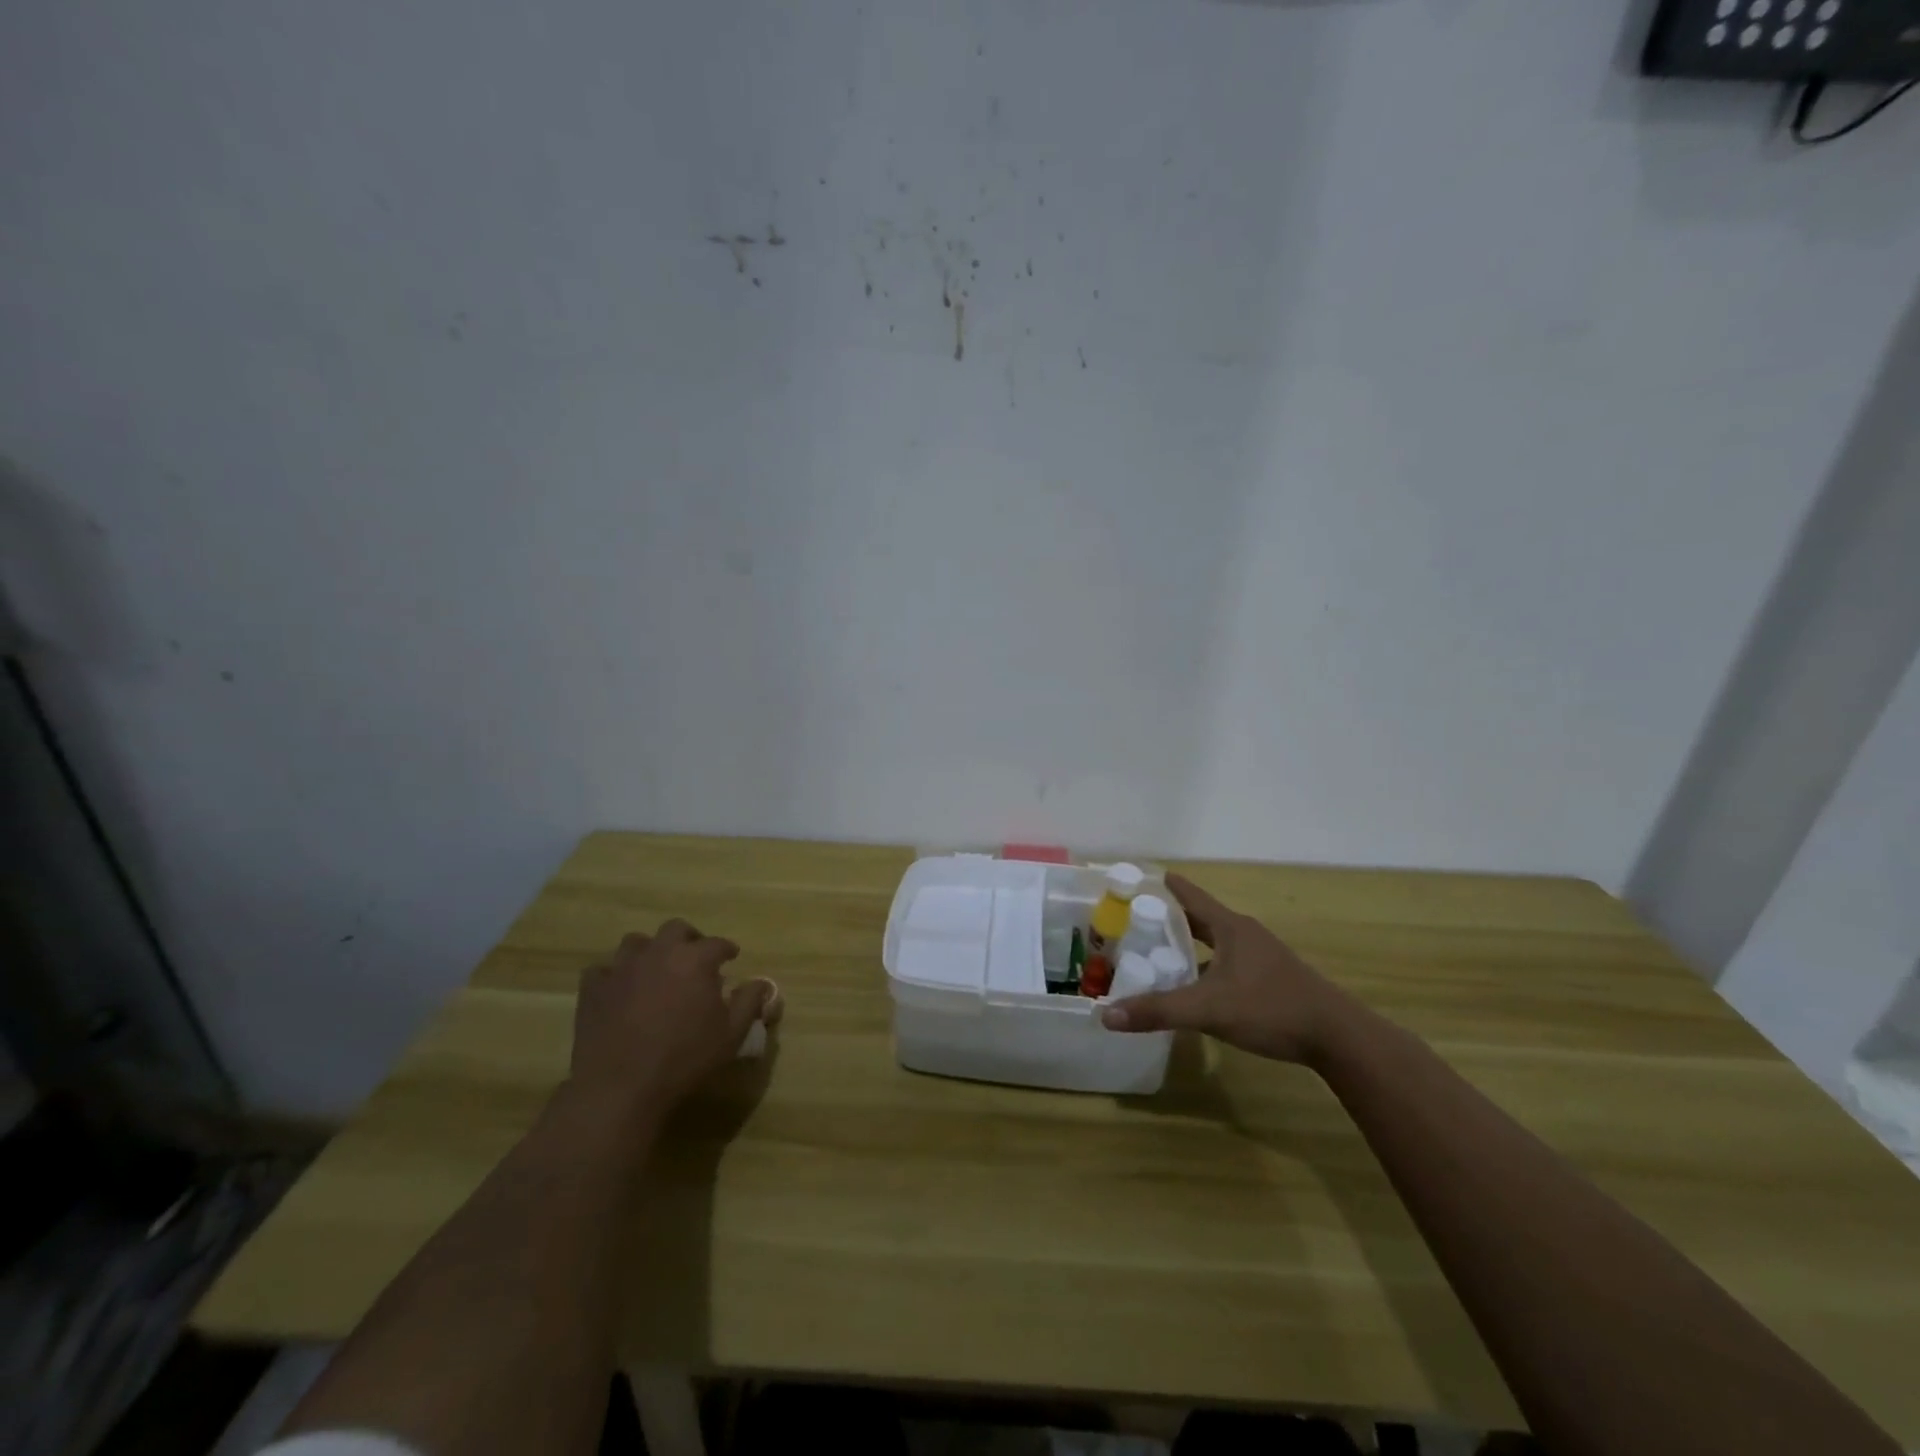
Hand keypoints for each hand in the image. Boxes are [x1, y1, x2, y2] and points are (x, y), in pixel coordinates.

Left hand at [569, 919, 775, 1113]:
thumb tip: (761, 983)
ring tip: (655, 970)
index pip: (717, 943)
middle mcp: (659, 953)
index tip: (731, 957)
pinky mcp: (593, 989)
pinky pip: (602, 970)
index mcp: (695, 960)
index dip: (726, 949)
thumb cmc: (684, 1059)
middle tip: (694, 958)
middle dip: (688, 939)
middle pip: (675, 929)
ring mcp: (622, 968)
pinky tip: (619, 990)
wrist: (621, 1087)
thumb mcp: (731, 1035)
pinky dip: (613, 975)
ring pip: (636, 942)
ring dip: (649, 951)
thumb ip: (749, 1002)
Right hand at [1100, 874, 1354, 1066]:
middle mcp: (1245, 934)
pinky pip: (1227, 963)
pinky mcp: (1270, 979)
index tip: (1138, 878)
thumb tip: (1106, 1015)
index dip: (1163, 885)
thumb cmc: (1270, 1008)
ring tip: (1157, 954)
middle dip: (1169, 918)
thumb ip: (1158, 1011)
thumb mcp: (1208, 1009)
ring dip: (1188, 945)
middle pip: (1199, 918)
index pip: (1189, 896)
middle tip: (1134, 920)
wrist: (1337, 1036)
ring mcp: (1261, 956)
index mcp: (1230, 927)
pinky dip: (1205, 967)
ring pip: (1215, 942)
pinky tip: (1194, 988)